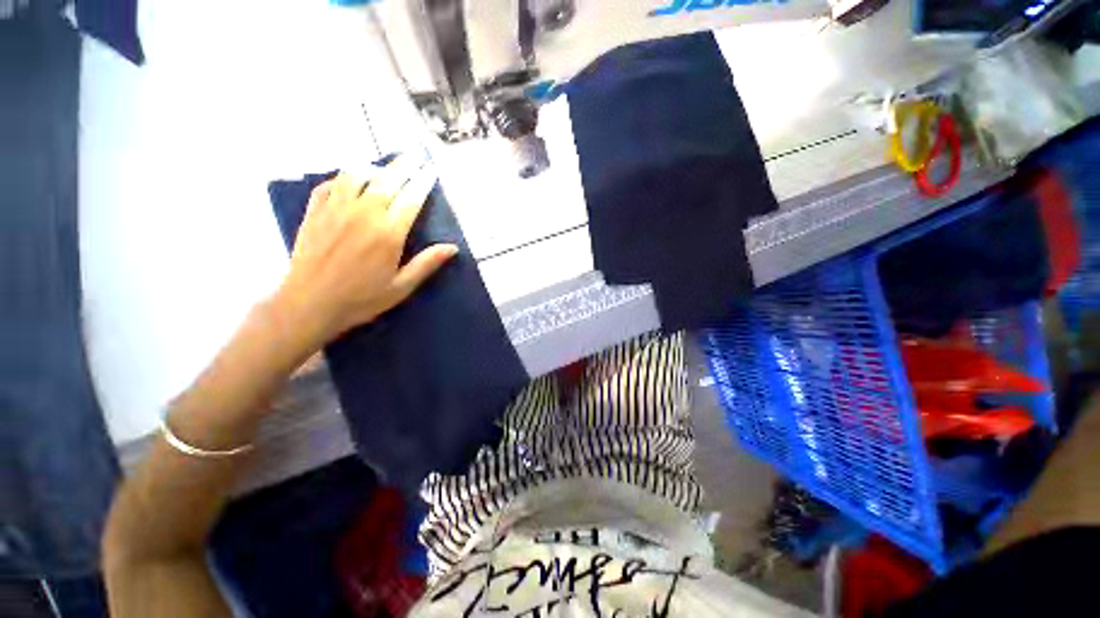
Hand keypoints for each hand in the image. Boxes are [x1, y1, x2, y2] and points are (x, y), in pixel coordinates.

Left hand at [273, 155, 458, 349]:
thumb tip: (453, 247)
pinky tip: (350, 181)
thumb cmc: (362, 299)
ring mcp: (336, 209)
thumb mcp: (402, 286)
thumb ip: (427, 263)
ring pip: (356, 174)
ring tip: (383, 168)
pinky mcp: (315, 212)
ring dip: (374, 167)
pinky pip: (330, 183)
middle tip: (415, 155)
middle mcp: (364, 214)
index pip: (411, 199)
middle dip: (404, 166)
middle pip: (387, 180)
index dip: (423, 182)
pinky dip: (343, 177)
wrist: (309, 304)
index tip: (431, 170)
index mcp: (388, 233)